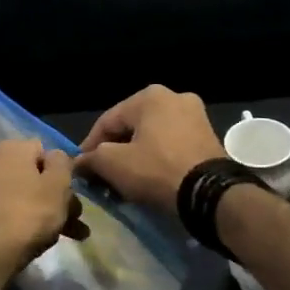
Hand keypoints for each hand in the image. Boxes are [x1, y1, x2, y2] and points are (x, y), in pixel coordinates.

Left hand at [0, 139, 86, 281]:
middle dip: (54, 198)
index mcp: (11, 148)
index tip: (73, 200)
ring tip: (57, 238)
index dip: (63, 175)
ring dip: (40, 212)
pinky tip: (30, 240)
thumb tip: (55, 156)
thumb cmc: (27, 216)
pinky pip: (1, 209)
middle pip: (31, 176)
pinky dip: (17, 220)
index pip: (45, 152)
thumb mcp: (57, 186)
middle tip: (73, 224)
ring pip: (18, 195)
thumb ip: (62, 163)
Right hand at [75, 85, 223, 215]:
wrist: (210, 194)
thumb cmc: (157, 170)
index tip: (81, 168)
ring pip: (152, 136)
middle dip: (114, 151)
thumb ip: (91, 159)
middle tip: (102, 176)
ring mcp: (195, 116)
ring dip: (136, 156)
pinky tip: (149, 178)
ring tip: (124, 181)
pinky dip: (157, 158)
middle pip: (131, 127)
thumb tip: (78, 163)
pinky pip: (172, 145)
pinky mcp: (208, 137)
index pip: (107, 121)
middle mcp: (174, 97)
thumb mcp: (114, 164)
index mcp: (149, 96)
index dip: (89, 146)